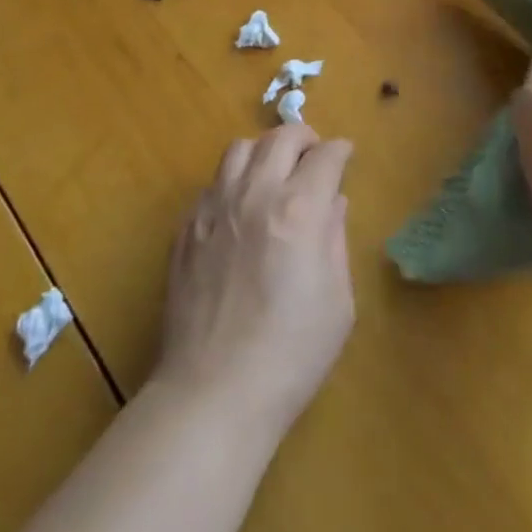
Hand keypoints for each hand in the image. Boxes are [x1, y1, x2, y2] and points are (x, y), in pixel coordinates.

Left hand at [152, 124, 354, 436]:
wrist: (213, 395)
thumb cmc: (290, 355)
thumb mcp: (337, 301)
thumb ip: (335, 239)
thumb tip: (333, 202)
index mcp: (299, 209)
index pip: (325, 155)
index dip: (340, 151)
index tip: (345, 156)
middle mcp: (256, 194)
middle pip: (281, 137)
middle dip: (304, 138)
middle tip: (313, 156)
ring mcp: (215, 207)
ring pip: (240, 148)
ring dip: (264, 151)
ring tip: (273, 173)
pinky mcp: (187, 228)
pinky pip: (212, 183)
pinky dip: (232, 182)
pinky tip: (240, 209)